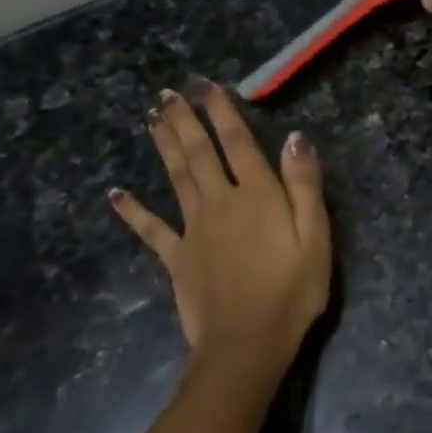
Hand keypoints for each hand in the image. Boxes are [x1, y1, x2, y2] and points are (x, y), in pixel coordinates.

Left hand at [110, 82, 331, 374]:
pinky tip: (115, 194)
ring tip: (152, 119)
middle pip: (200, 153)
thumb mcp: (316, 238)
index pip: (238, 143)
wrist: (246, 344)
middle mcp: (221, 202)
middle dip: (184, 121)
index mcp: (258, 196)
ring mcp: (194, 229)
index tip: (208, 87)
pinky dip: (133, 211)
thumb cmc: (292, 292)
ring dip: (165, 147)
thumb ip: (305, 186)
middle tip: (168, 94)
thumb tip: (296, 138)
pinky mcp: (177, 258)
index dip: (222, 113)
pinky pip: (151, 229)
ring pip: (177, 178)